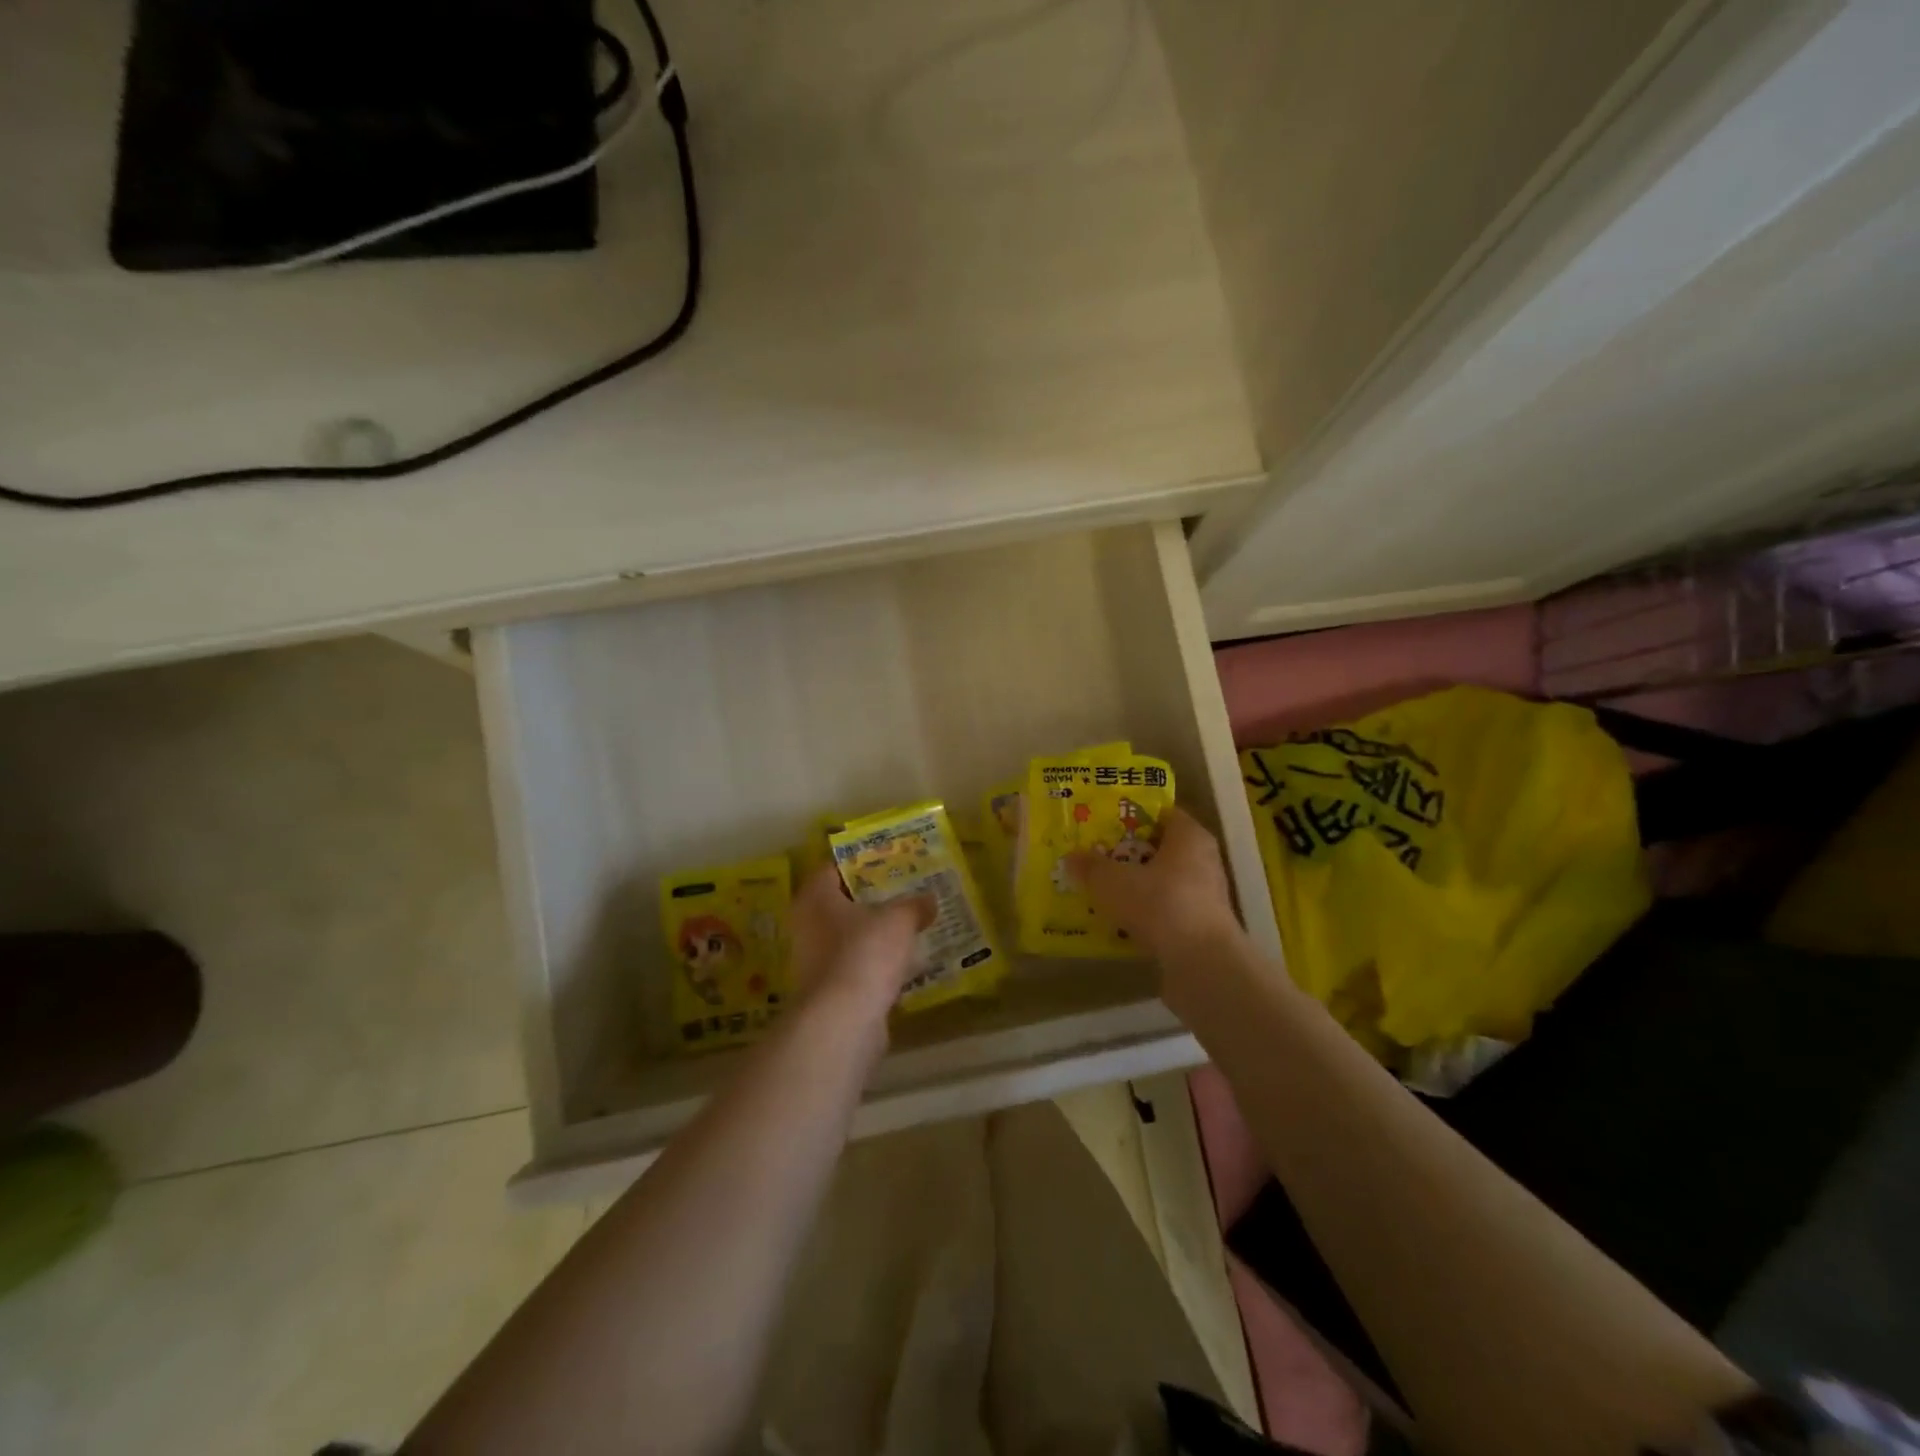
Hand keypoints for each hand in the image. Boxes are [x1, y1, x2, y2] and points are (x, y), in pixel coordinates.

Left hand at [791, 867, 930, 1023]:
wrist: (844, 1020)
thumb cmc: (865, 953)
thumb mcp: (899, 920)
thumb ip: (914, 906)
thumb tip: (929, 899)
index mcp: (815, 898)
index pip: (832, 869)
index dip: (859, 863)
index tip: (887, 861)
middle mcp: (808, 926)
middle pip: (841, 905)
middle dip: (871, 900)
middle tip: (903, 892)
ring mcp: (815, 961)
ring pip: (850, 938)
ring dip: (875, 935)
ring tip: (910, 927)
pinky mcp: (830, 991)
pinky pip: (857, 967)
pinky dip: (877, 965)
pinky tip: (905, 964)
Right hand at [1067, 805, 1239, 965]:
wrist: (1201, 964)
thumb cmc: (1160, 904)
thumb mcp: (1112, 881)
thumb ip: (1090, 867)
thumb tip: (1071, 858)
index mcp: (1190, 837)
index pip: (1162, 814)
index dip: (1132, 815)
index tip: (1104, 822)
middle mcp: (1203, 861)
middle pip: (1160, 849)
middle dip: (1128, 853)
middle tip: (1095, 856)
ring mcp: (1204, 897)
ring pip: (1162, 883)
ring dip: (1135, 887)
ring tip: (1101, 891)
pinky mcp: (1200, 929)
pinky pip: (1165, 912)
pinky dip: (1144, 914)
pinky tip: (1117, 922)